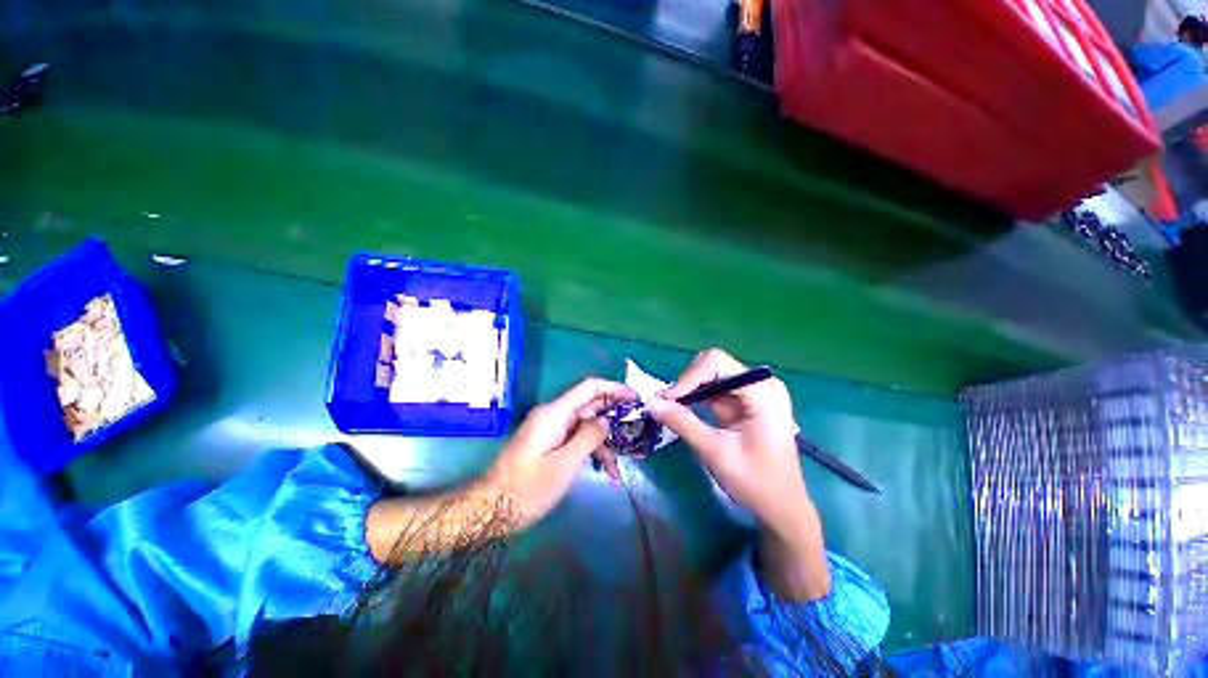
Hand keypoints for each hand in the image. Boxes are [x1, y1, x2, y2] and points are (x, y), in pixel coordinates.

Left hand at [368, 379, 634, 564]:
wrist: (492, 509)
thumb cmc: (528, 488)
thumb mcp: (565, 464)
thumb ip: (590, 437)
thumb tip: (607, 421)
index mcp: (556, 413)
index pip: (589, 388)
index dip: (614, 389)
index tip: (635, 398)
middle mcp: (554, 415)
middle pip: (590, 406)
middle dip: (614, 419)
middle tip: (636, 432)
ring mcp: (552, 429)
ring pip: (586, 426)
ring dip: (604, 443)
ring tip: (619, 469)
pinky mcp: (550, 442)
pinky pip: (576, 438)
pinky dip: (591, 450)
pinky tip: (604, 471)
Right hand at [646, 349, 830, 600]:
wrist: (782, 507)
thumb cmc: (756, 483)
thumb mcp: (716, 453)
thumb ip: (683, 424)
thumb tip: (651, 404)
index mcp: (763, 392)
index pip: (717, 364)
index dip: (688, 378)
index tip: (666, 400)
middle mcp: (760, 383)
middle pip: (714, 364)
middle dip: (688, 381)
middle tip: (668, 404)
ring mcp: (754, 391)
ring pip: (711, 373)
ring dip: (689, 388)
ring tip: (670, 407)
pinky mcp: (746, 400)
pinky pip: (714, 388)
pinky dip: (696, 396)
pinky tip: (683, 410)